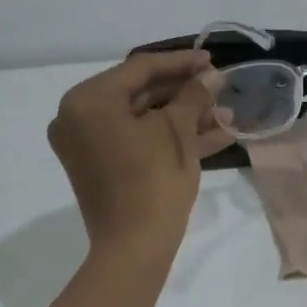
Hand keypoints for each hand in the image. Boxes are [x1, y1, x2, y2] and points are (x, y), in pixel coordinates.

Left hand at [48, 50, 233, 257]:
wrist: (134, 247)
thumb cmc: (152, 179)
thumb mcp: (177, 131)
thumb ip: (193, 96)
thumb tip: (209, 77)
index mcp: (88, 101)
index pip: (140, 69)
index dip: (180, 62)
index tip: (212, 59)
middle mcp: (79, 118)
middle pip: (141, 94)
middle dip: (186, 93)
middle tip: (219, 87)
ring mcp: (90, 145)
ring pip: (145, 120)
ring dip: (186, 117)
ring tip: (227, 113)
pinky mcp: (105, 167)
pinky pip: (140, 142)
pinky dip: (172, 138)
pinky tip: (216, 135)